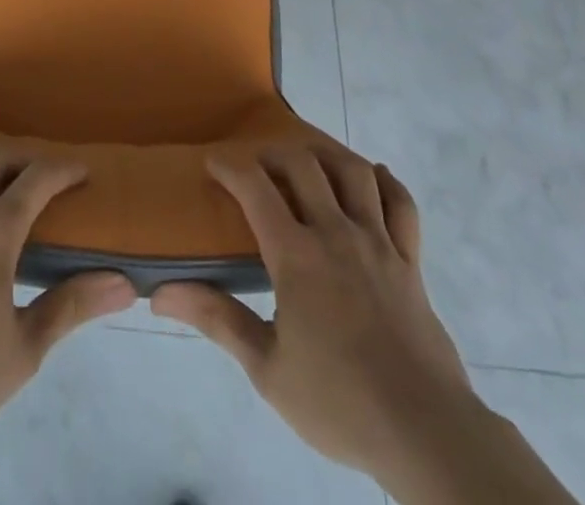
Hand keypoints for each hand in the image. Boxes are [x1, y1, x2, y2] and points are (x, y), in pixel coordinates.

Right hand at [152, 149, 474, 488]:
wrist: (424, 432)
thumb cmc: (338, 403)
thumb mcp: (267, 369)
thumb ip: (217, 319)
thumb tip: (160, 294)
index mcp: (297, 256)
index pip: (256, 188)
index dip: (230, 166)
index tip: (213, 162)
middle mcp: (336, 233)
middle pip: (303, 163)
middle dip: (274, 152)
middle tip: (257, 164)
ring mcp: (378, 241)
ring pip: (353, 171)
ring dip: (327, 155)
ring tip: (309, 161)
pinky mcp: (410, 260)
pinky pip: (402, 204)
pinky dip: (386, 182)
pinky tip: (373, 178)